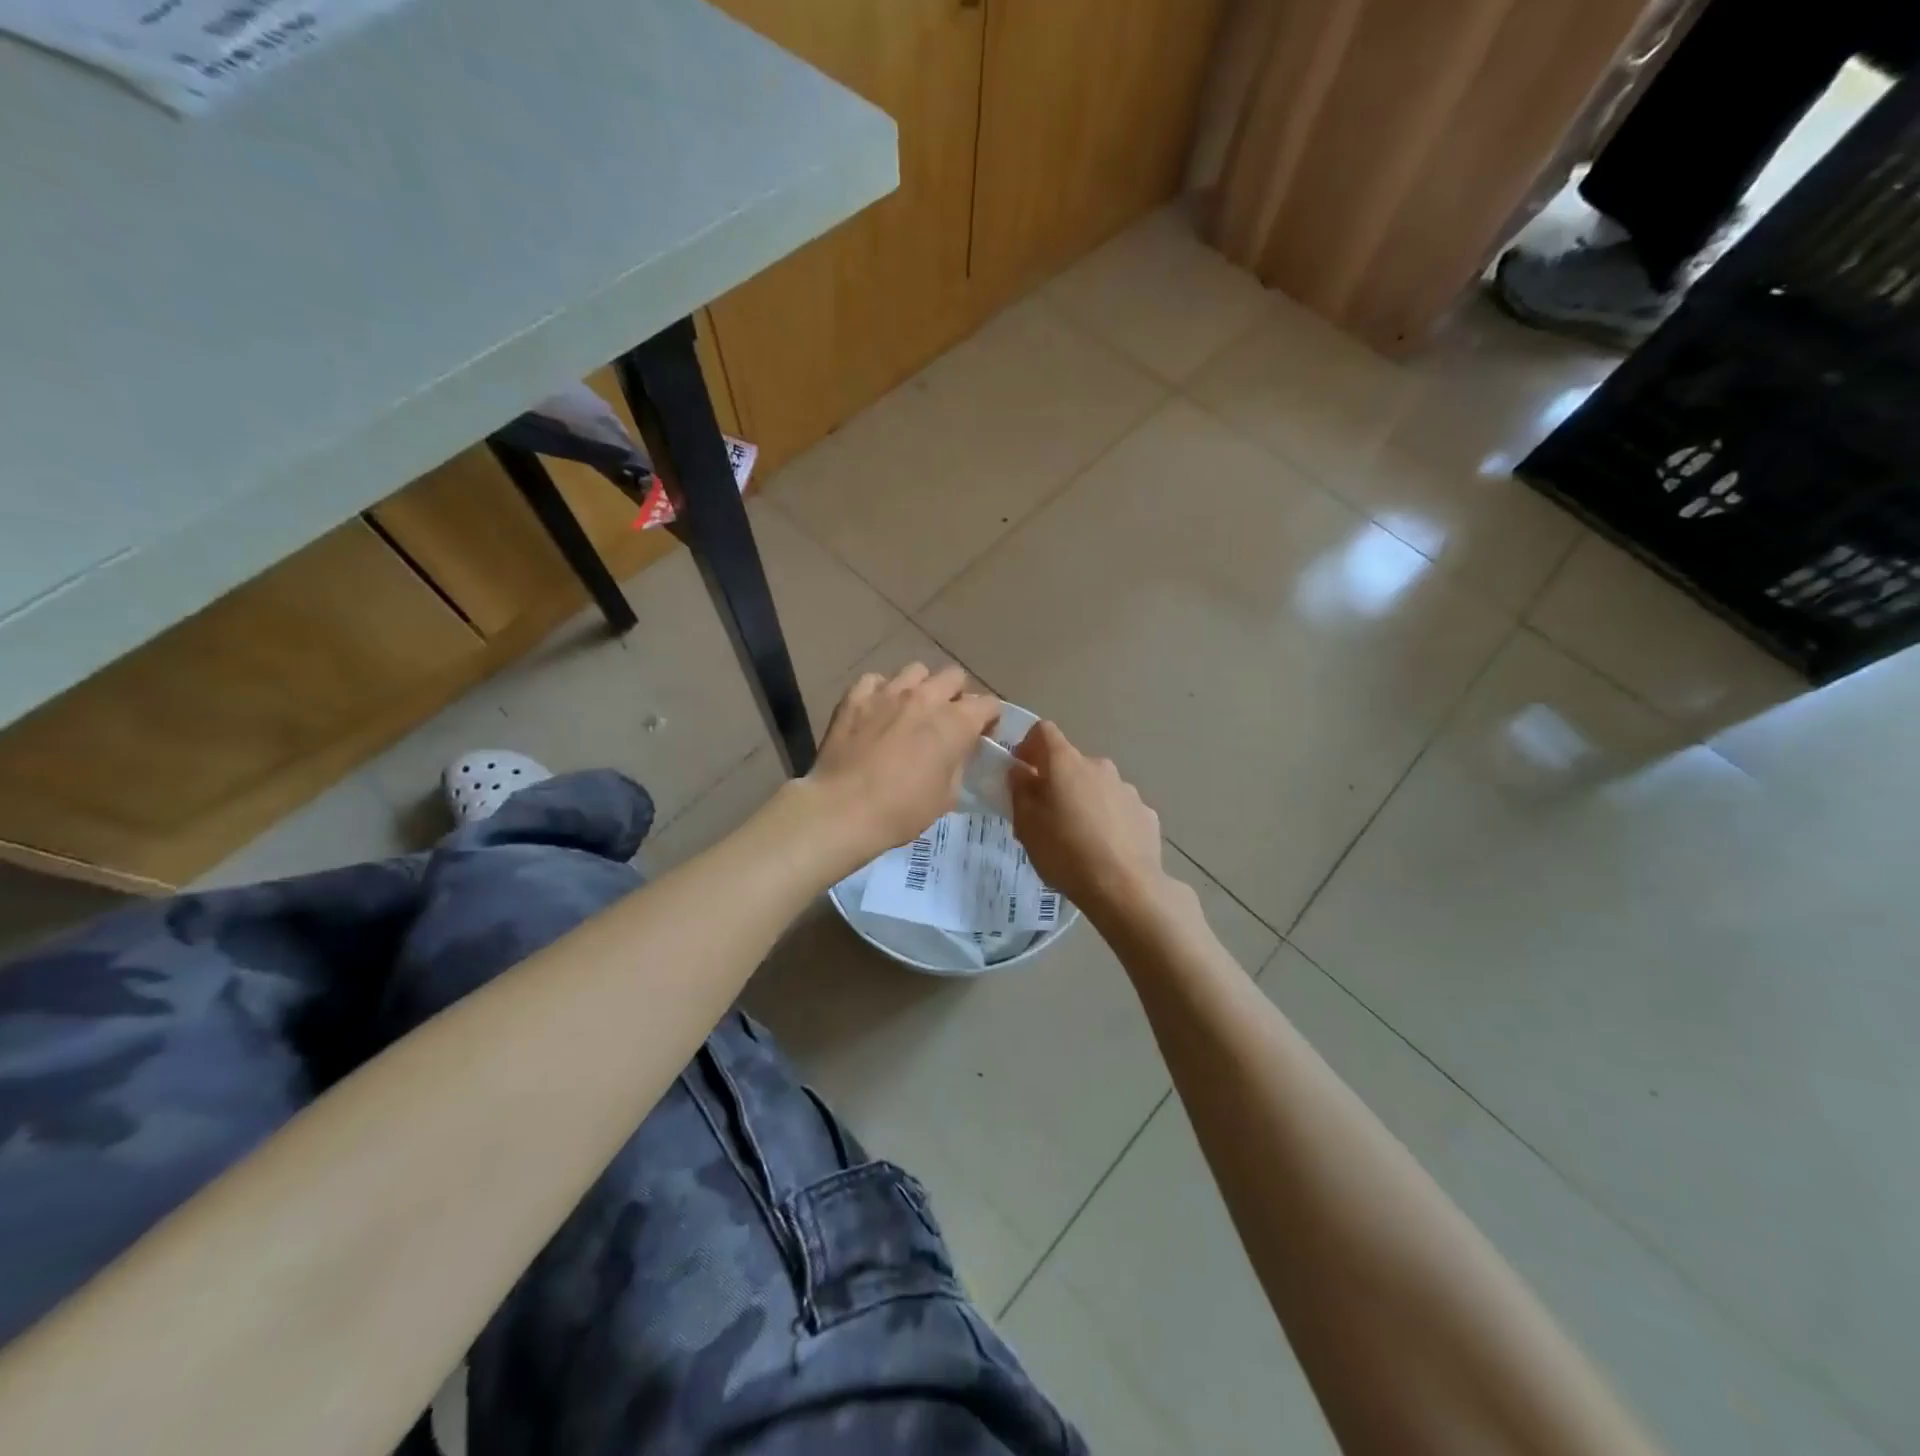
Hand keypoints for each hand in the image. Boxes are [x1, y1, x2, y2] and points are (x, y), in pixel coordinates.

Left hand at [806, 664, 1001, 860]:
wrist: (843, 809)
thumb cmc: (902, 810)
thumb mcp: (946, 796)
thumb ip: (958, 764)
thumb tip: (956, 752)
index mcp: (956, 723)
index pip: (988, 704)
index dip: (989, 719)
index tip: (981, 735)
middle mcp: (926, 697)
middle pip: (954, 676)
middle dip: (956, 695)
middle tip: (947, 720)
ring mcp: (888, 692)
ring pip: (916, 670)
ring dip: (921, 687)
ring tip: (911, 710)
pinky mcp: (855, 697)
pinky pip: (875, 680)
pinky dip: (881, 692)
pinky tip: (877, 711)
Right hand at [1009, 721, 1174, 923]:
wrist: (1125, 887)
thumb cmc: (1065, 852)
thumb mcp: (1026, 825)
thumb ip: (1020, 791)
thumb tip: (1020, 771)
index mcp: (1066, 763)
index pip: (1043, 731)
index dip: (1029, 745)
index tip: (1022, 771)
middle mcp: (1099, 766)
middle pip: (1071, 763)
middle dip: (1057, 782)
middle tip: (1046, 816)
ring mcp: (1127, 789)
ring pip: (1097, 786)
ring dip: (1084, 801)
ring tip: (1078, 839)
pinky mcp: (1146, 813)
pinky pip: (1118, 809)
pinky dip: (1108, 820)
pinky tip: (1105, 850)